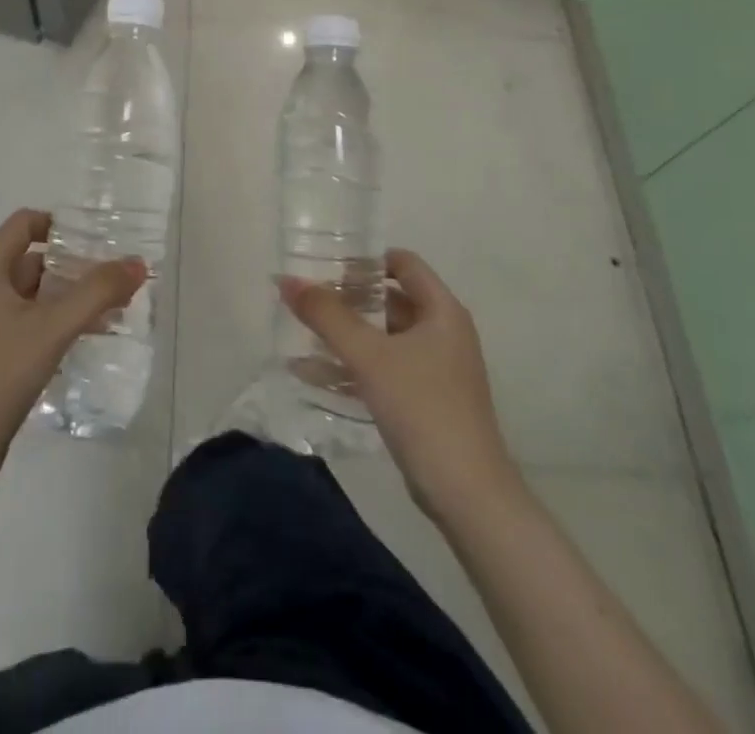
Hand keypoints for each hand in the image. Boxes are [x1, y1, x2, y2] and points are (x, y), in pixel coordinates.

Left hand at [0, 209, 145, 483]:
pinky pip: (25, 324)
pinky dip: (53, 324)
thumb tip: (137, 264)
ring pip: (30, 296)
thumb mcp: (53, 327)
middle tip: (111, 281)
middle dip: (72, 267)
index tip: (95, 241)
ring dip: (66, 298)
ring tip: (107, 312)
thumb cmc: (0, 372)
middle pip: (31, 260)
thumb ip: (97, 292)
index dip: (59, 225)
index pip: (24, 224)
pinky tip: (81, 342)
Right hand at [280, 248, 518, 521]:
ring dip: (348, 334)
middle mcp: (444, 333)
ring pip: (385, 337)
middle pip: (391, 299)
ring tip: (304, 333)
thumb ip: (327, 316)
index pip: (403, 263)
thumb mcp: (369, 356)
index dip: (366, 260)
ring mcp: (437, 370)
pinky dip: (355, 366)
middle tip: (308, 299)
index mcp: (442, 311)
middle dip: (349, 298)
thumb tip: (287, 280)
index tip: (327, 265)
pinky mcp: (426, 401)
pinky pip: (385, 369)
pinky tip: (315, 375)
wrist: (467, 494)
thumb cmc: (422, 407)